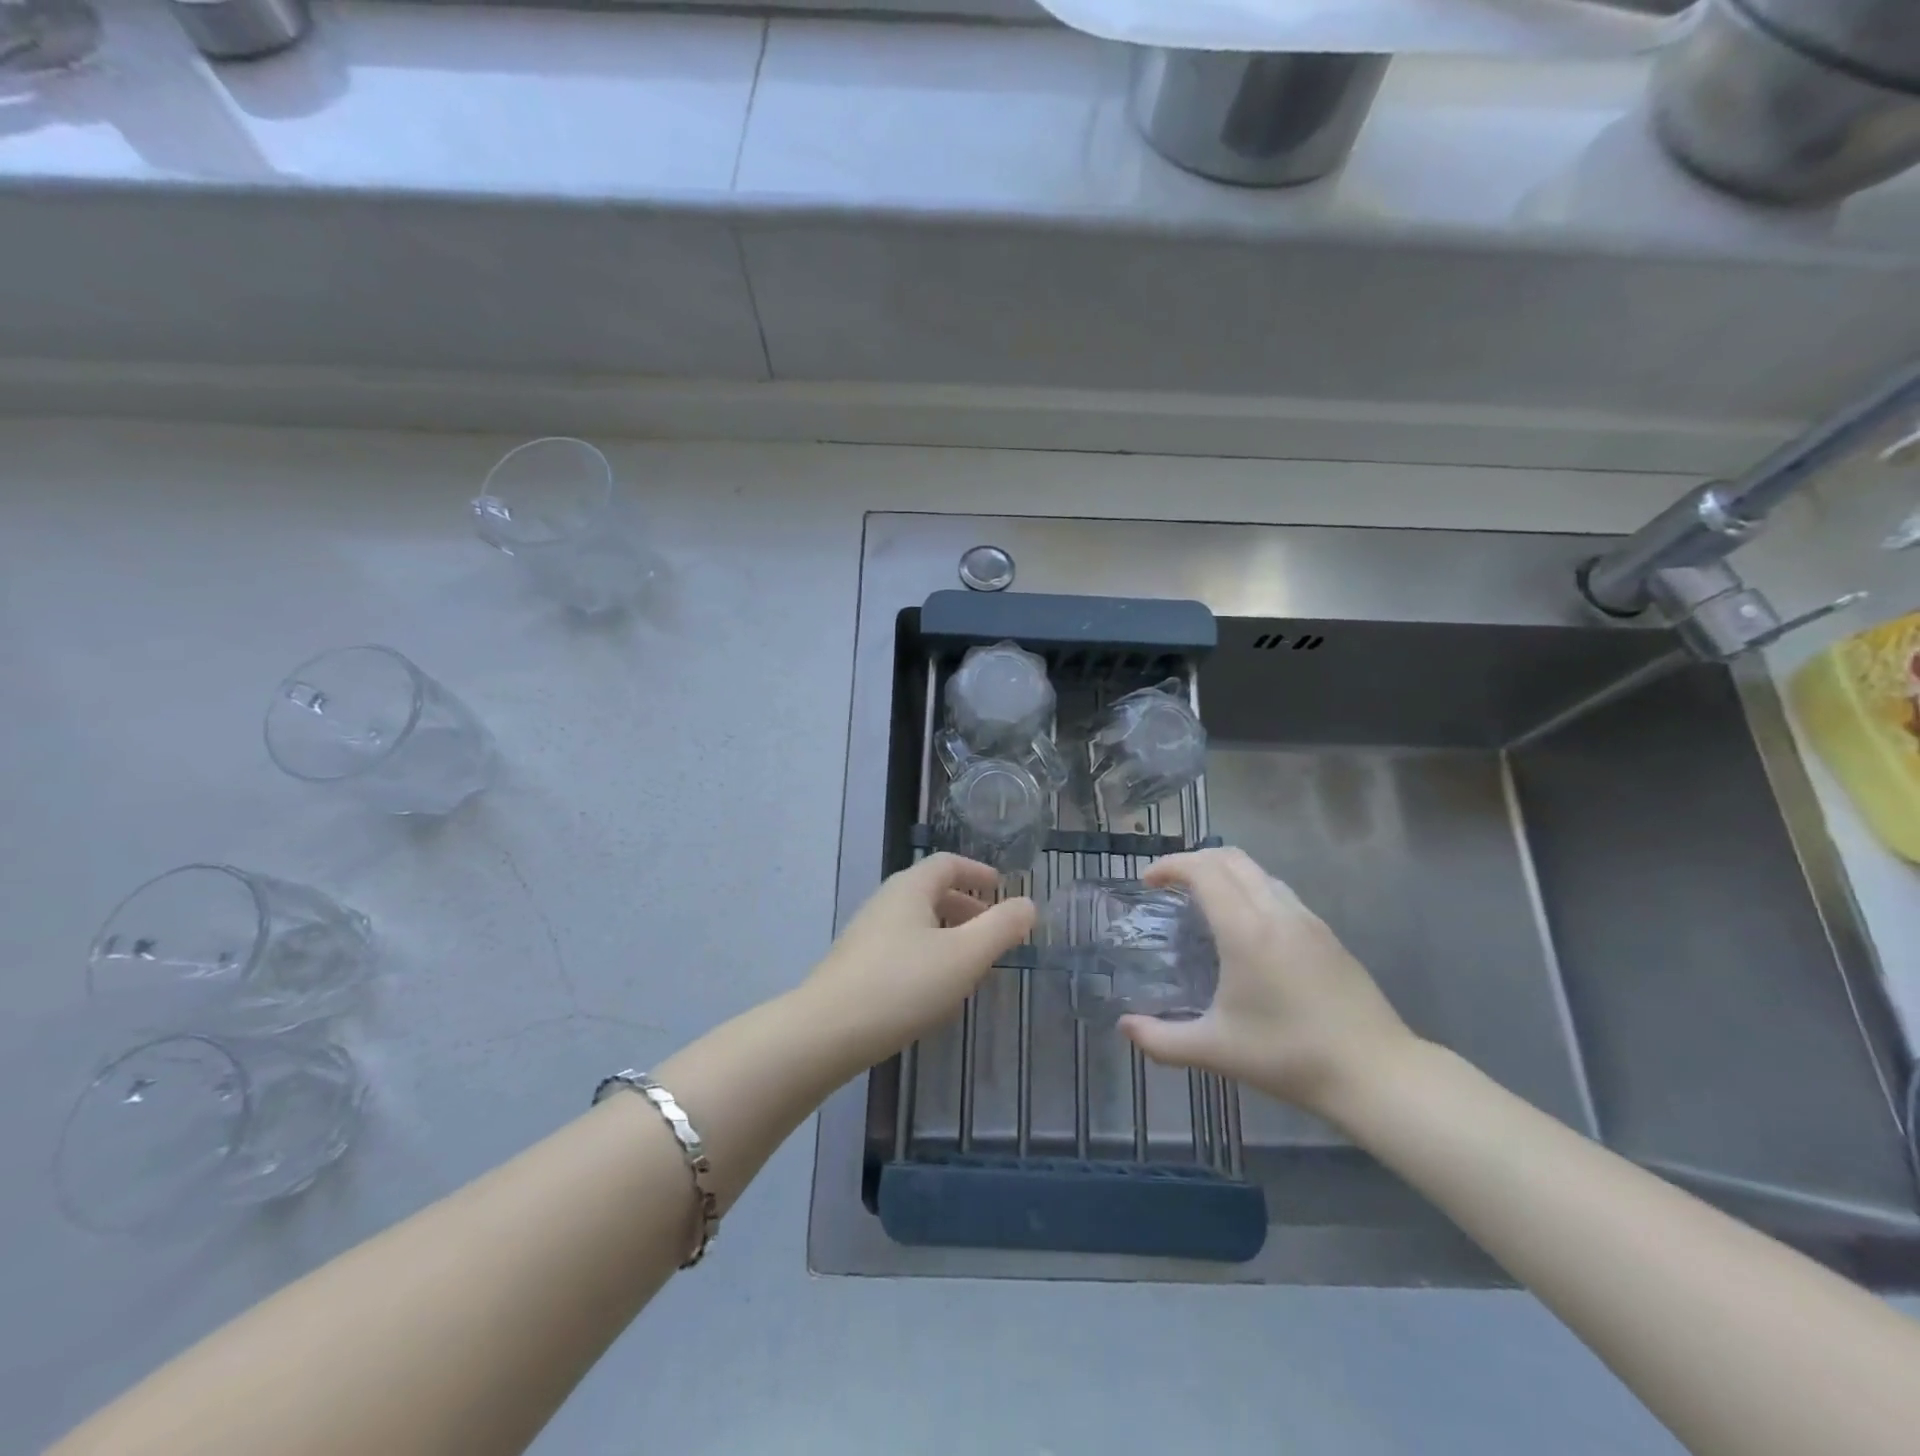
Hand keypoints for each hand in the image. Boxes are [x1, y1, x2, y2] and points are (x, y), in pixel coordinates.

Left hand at [805, 854, 1035, 1068]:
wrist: (826, 1033)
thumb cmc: (903, 985)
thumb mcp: (965, 956)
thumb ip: (1001, 928)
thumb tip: (1028, 904)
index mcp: (910, 888)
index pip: (947, 864)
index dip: (977, 872)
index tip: (1001, 888)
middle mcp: (885, 902)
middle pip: (932, 892)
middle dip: (967, 908)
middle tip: (994, 933)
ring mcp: (866, 934)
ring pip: (917, 923)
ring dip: (949, 935)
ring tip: (971, 966)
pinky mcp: (856, 966)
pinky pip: (902, 948)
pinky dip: (928, 956)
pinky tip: (935, 991)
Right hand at [1118, 847, 1415, 1118]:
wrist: (1377, 1073)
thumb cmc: (1289, 1057)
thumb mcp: (1215, 1051)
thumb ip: (1161, 1040)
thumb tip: (1124, 1028)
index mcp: (1246, 930)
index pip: (1203, 870)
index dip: (1170, 865)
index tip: (1147, 881)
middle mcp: (1276, 912)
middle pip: (1231, 858)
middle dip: (1194, 860)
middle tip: (1169, 884)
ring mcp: (1307, 920)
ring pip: (1259, 871)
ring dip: (1225, 872)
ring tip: (1203, 901)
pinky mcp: (1327, 934)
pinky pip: (1279, 891)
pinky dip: (1250, 889)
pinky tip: (1246, 927)